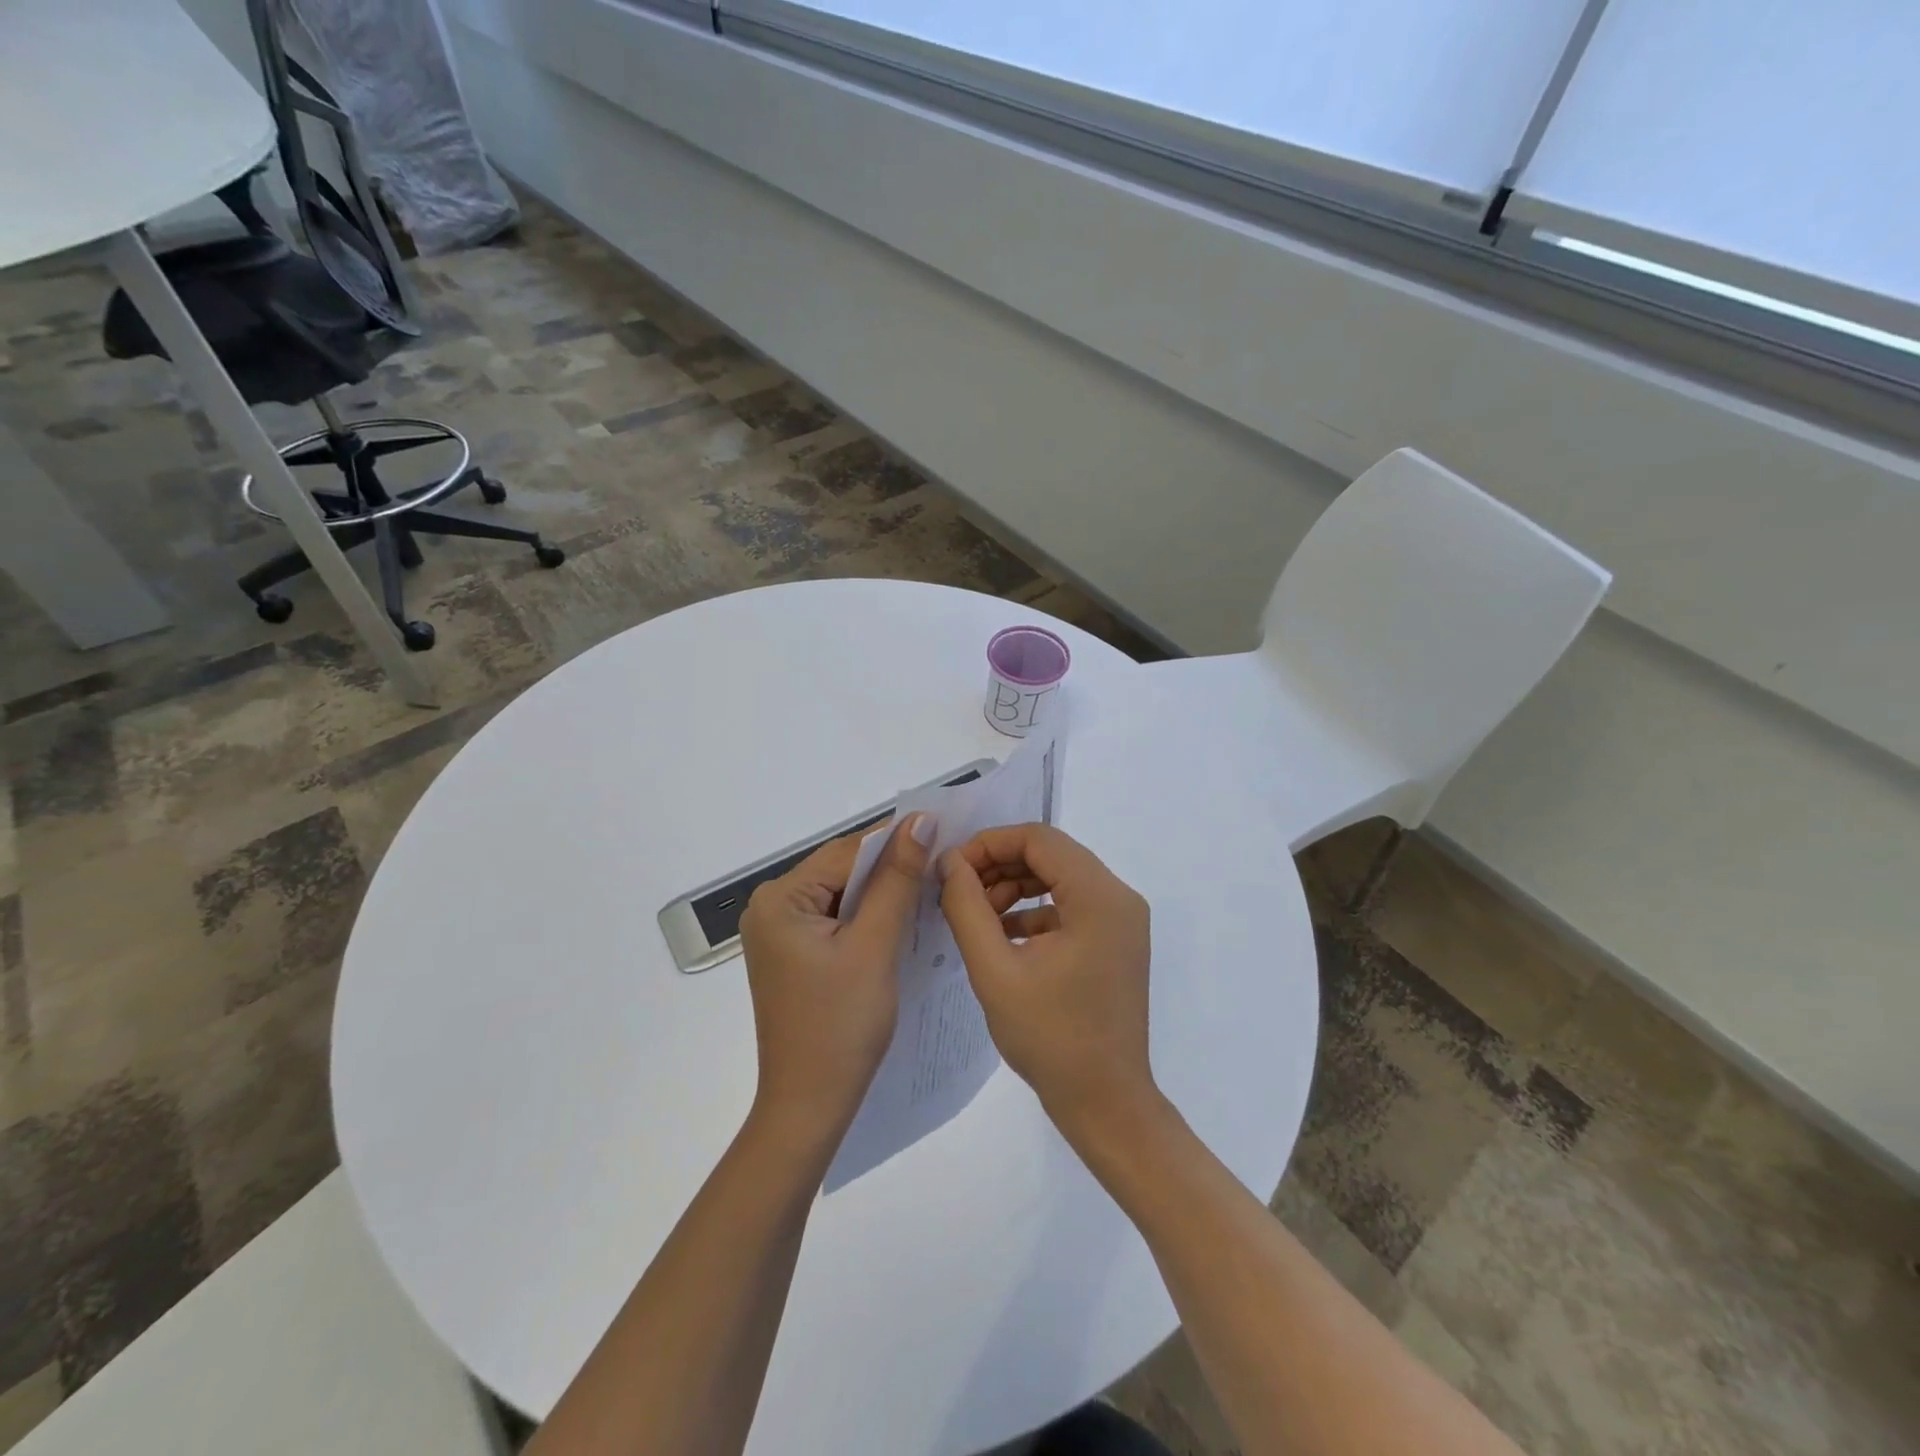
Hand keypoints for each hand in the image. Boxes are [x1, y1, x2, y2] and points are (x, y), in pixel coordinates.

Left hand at [738, 813, 933, 1140]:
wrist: (810, 1104)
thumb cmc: (841, 1025)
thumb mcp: (874, 945)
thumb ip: (897, 880)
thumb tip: (919, 820)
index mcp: (779, 898)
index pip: (847, 852)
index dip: (896, 842)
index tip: (945, 836)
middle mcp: (771, 906)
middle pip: (842, 871)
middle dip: (890, 869)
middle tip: (943, 867)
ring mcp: (780, 932)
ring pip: (843, 894)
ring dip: (883, 893)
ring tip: (930, 890)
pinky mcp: (794, 953)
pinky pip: (836, 919)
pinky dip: (868, 918)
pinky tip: (900, 921)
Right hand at [938, 823, 1157, 1141]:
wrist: (1106, 1103)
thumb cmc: (1050, 1039)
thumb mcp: (995, 971)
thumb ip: (967, 907)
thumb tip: (949, 863)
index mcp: (1099, 897)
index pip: (1039, 838)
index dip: (989, 843)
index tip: (951, 868)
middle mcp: (1119, 897)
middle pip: (1051, 853)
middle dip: (999, 865)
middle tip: (958, 891)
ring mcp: (1122, 920)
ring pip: (1059, 877)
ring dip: (1014, 886)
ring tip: (976, 915)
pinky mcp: (1116, 940)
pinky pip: (1070, 904)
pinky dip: (1033, 910)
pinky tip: (1001, 935)